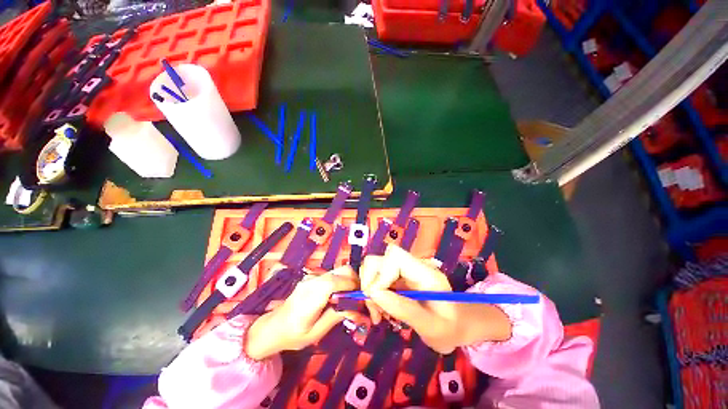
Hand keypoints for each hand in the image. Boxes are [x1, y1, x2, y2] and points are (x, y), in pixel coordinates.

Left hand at [245, 266, 357, 359]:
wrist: (273, 327)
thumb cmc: (293, 334)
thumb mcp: (316, 332)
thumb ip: (337, 316)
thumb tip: (358, 309)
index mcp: (311, 296)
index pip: (336, 281)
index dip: (352, 286)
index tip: (362, 297)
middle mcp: (313, 281)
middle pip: (341, 270)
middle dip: (356, 280)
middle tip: (360, 297)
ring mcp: (313, 277)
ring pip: (339, 271)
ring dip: (350, 281)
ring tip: (352, 297)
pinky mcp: (314, 278)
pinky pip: (333, 275)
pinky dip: (343, 281)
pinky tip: (341, 295)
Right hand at [361, 245, 510, 353]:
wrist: (456, 325)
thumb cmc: (448, 328)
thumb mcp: (431, 327)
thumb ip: (404, 309)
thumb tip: (373, 292)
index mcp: (424, 272)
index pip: (395, 256)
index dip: (381, 273)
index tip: (378, 298)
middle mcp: (411, 266)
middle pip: (379, 259)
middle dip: (370, 282)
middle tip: (375, 310)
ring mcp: (403, 271)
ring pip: (374, 269)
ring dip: (369, 290)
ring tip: (378, 315)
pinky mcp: (397, 278)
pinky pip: (377, 279)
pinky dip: (373, 295)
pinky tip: (380, 311)